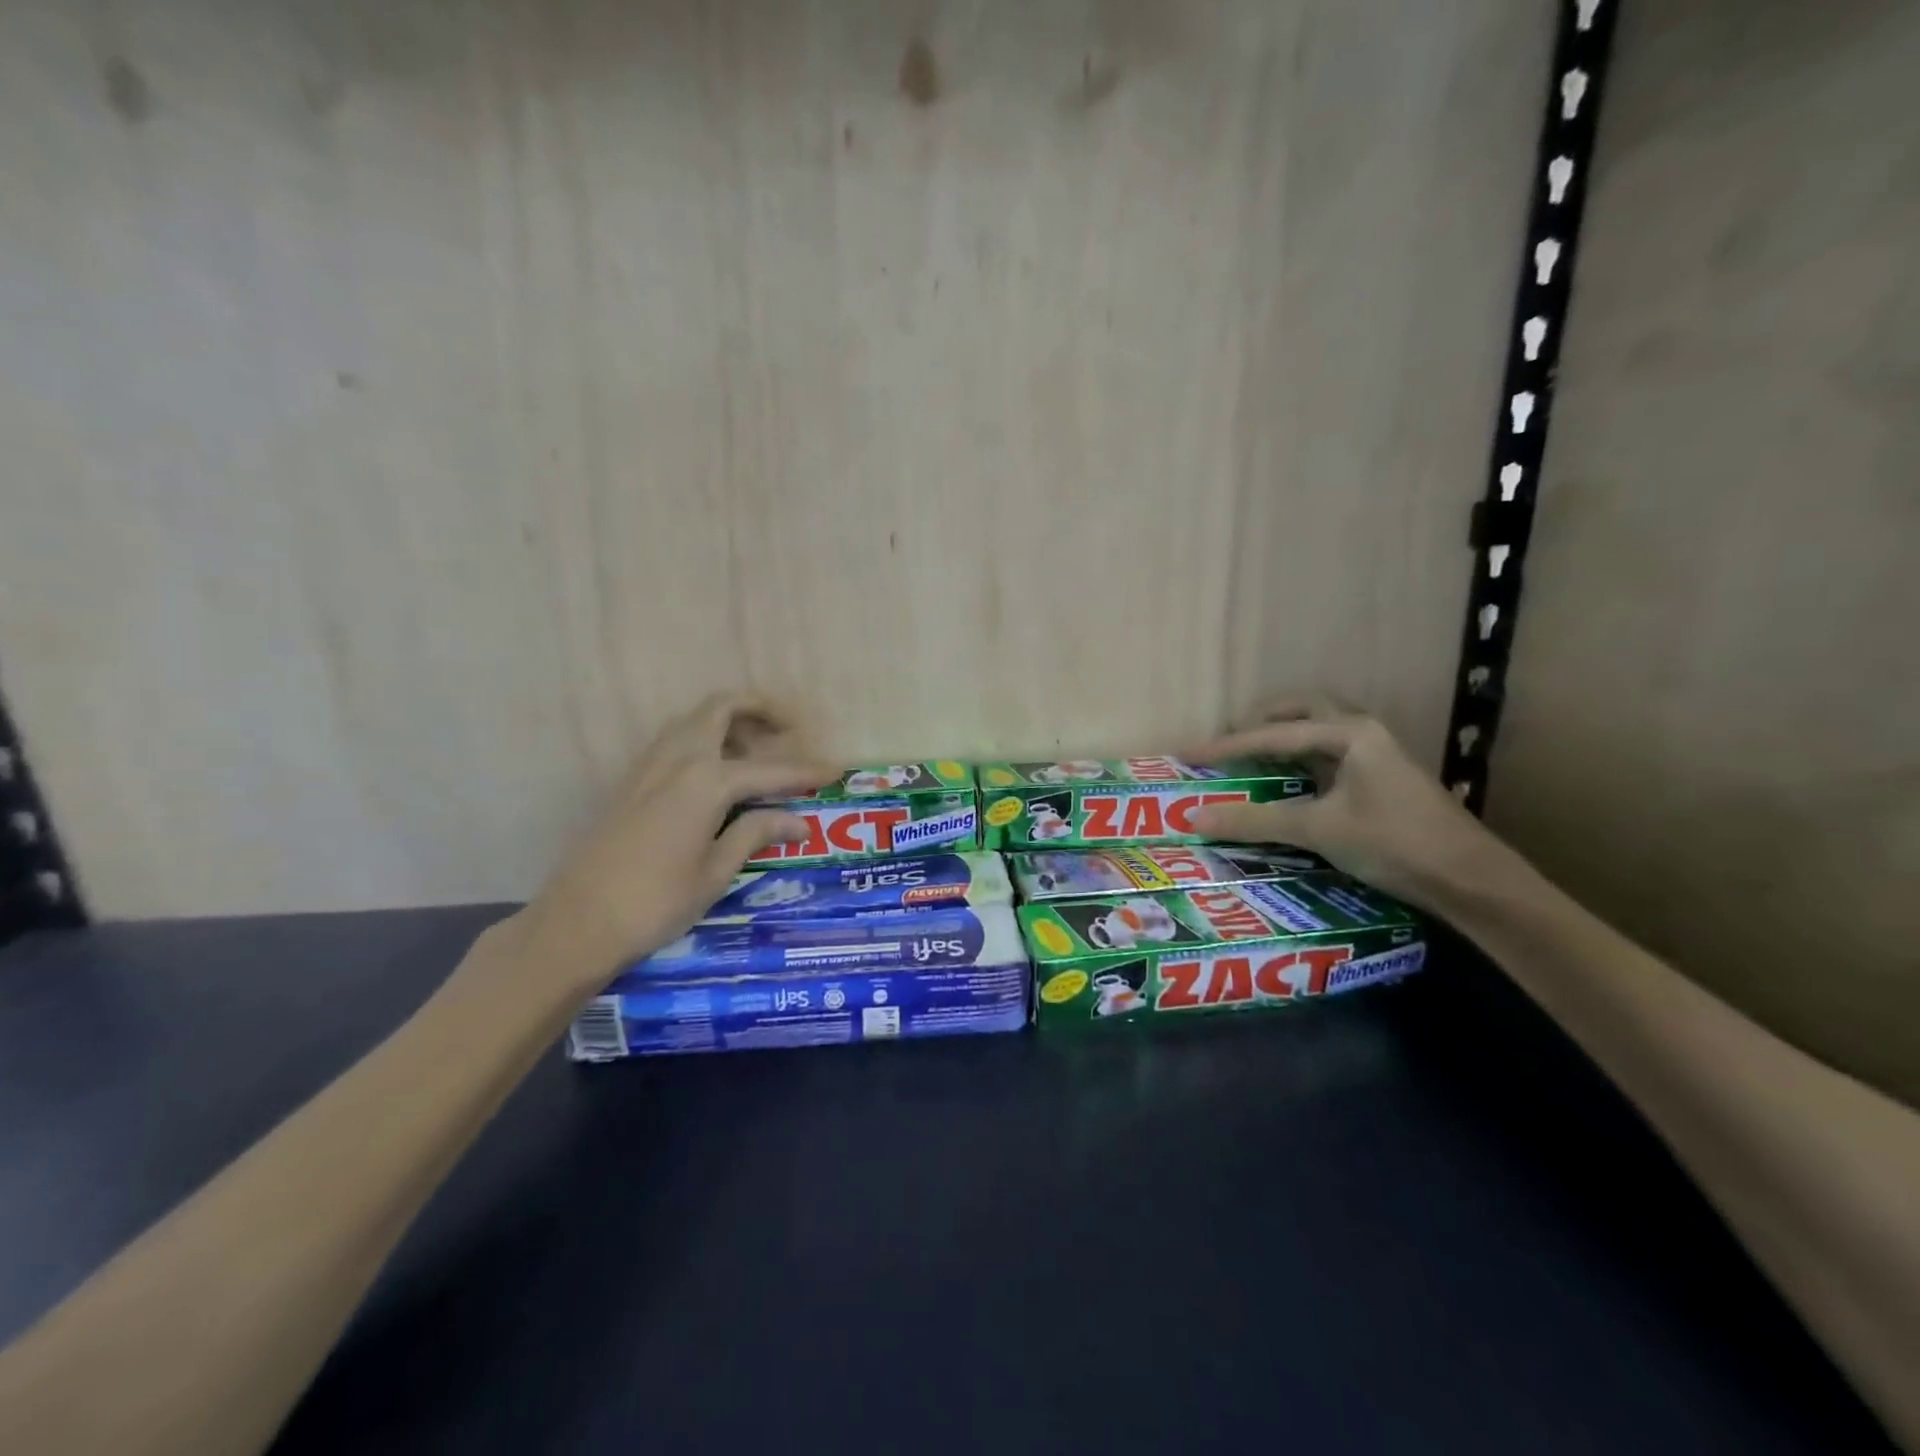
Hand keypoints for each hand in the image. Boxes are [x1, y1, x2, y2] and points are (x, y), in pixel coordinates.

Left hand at [508, 694, 835, 993]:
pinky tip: (717, 775)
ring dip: (730, 721)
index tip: (836, 770)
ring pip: (694, 719)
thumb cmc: (655, 902)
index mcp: (706, 781)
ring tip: (756, 753)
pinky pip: (675, 740)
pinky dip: (704, 739)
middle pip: (722, 708)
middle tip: (790, 732)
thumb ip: (756, 833)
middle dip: (760, 709)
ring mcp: (648, 766)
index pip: (770, 769)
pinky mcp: (631, 781)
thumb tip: (799, 820)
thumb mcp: (715, 872)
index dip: (806, 771)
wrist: (576, 923)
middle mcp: (678, 759)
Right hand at [1187, 696, 1505, 910]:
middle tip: (1229, 741)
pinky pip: (1329, 754)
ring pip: (1320, 730)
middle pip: (1303, 711)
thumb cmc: (1394, 843)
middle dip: (1262, 721)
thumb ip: (1255, 821)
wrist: (1471, 880)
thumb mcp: (1319, 829)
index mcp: (1349, 733)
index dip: (1227, 746)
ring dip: (1284, 736)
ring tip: (1251, 754)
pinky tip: (1288, 780)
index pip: (1273, 734)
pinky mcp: (1383, 779)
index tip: (1189, 754)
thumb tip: (1194, 817)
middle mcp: (1363, 733)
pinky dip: (1301, 759)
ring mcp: (1377, 755)